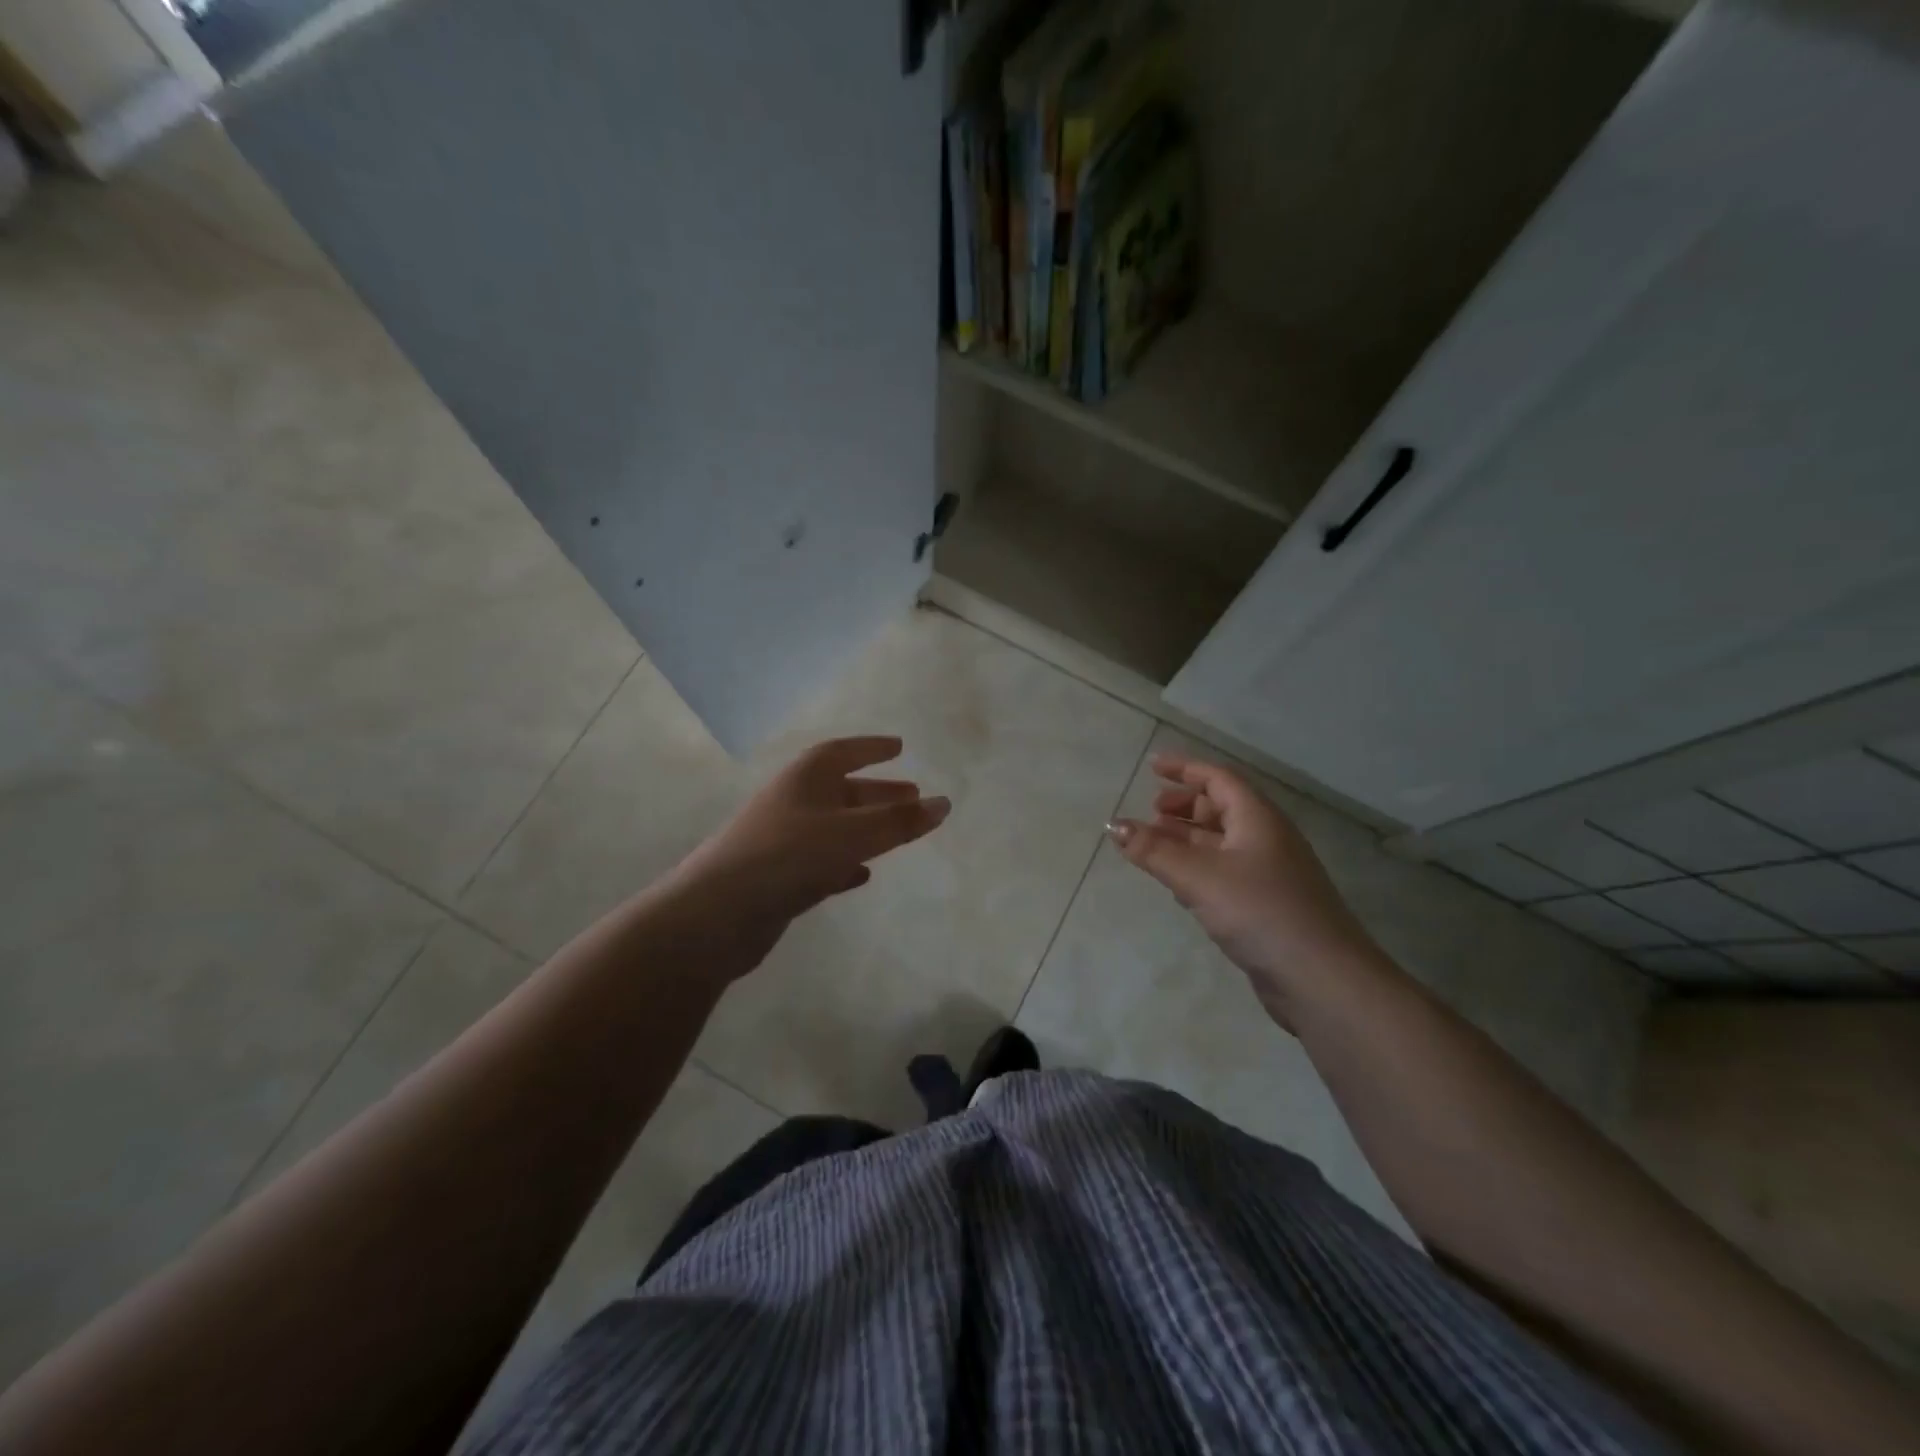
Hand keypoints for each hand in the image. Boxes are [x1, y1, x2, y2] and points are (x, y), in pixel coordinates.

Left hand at [670, 736, 949, 958]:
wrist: (718, 913)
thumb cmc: (789, 856)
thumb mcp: (853, 834)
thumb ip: (900, 821)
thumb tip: (944, 803)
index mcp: (806, 778)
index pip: (844, 751)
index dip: (872, 748)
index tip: (899, 747)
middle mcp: (793, 802)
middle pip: (842, 789)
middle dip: (878, 792)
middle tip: (913, 795)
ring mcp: (783, 840)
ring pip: (834, 826)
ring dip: (866, 826)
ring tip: (899, 832)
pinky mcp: (778, 877)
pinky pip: (821, 861)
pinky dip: (845, 862)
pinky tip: (863, 874)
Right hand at [1108, 752, 1378, 1021]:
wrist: (1321, 979)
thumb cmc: (1259, 912)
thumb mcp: (1198, 876)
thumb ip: (1153, 850)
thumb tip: (1113, 825)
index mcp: (1257, 818)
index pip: (1218, 778)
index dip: (1184, 768)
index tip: (1152, 766)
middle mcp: (1266, 838)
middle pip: (1221, 807)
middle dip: (1183, 806)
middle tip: (1150, 813)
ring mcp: (1270, 873)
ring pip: (1221, 842)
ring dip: (1187, 839)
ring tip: (1152, 847)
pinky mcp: (1267, 905)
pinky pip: (1226, 872)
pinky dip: (1198, 868)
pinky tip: (1177, 885)